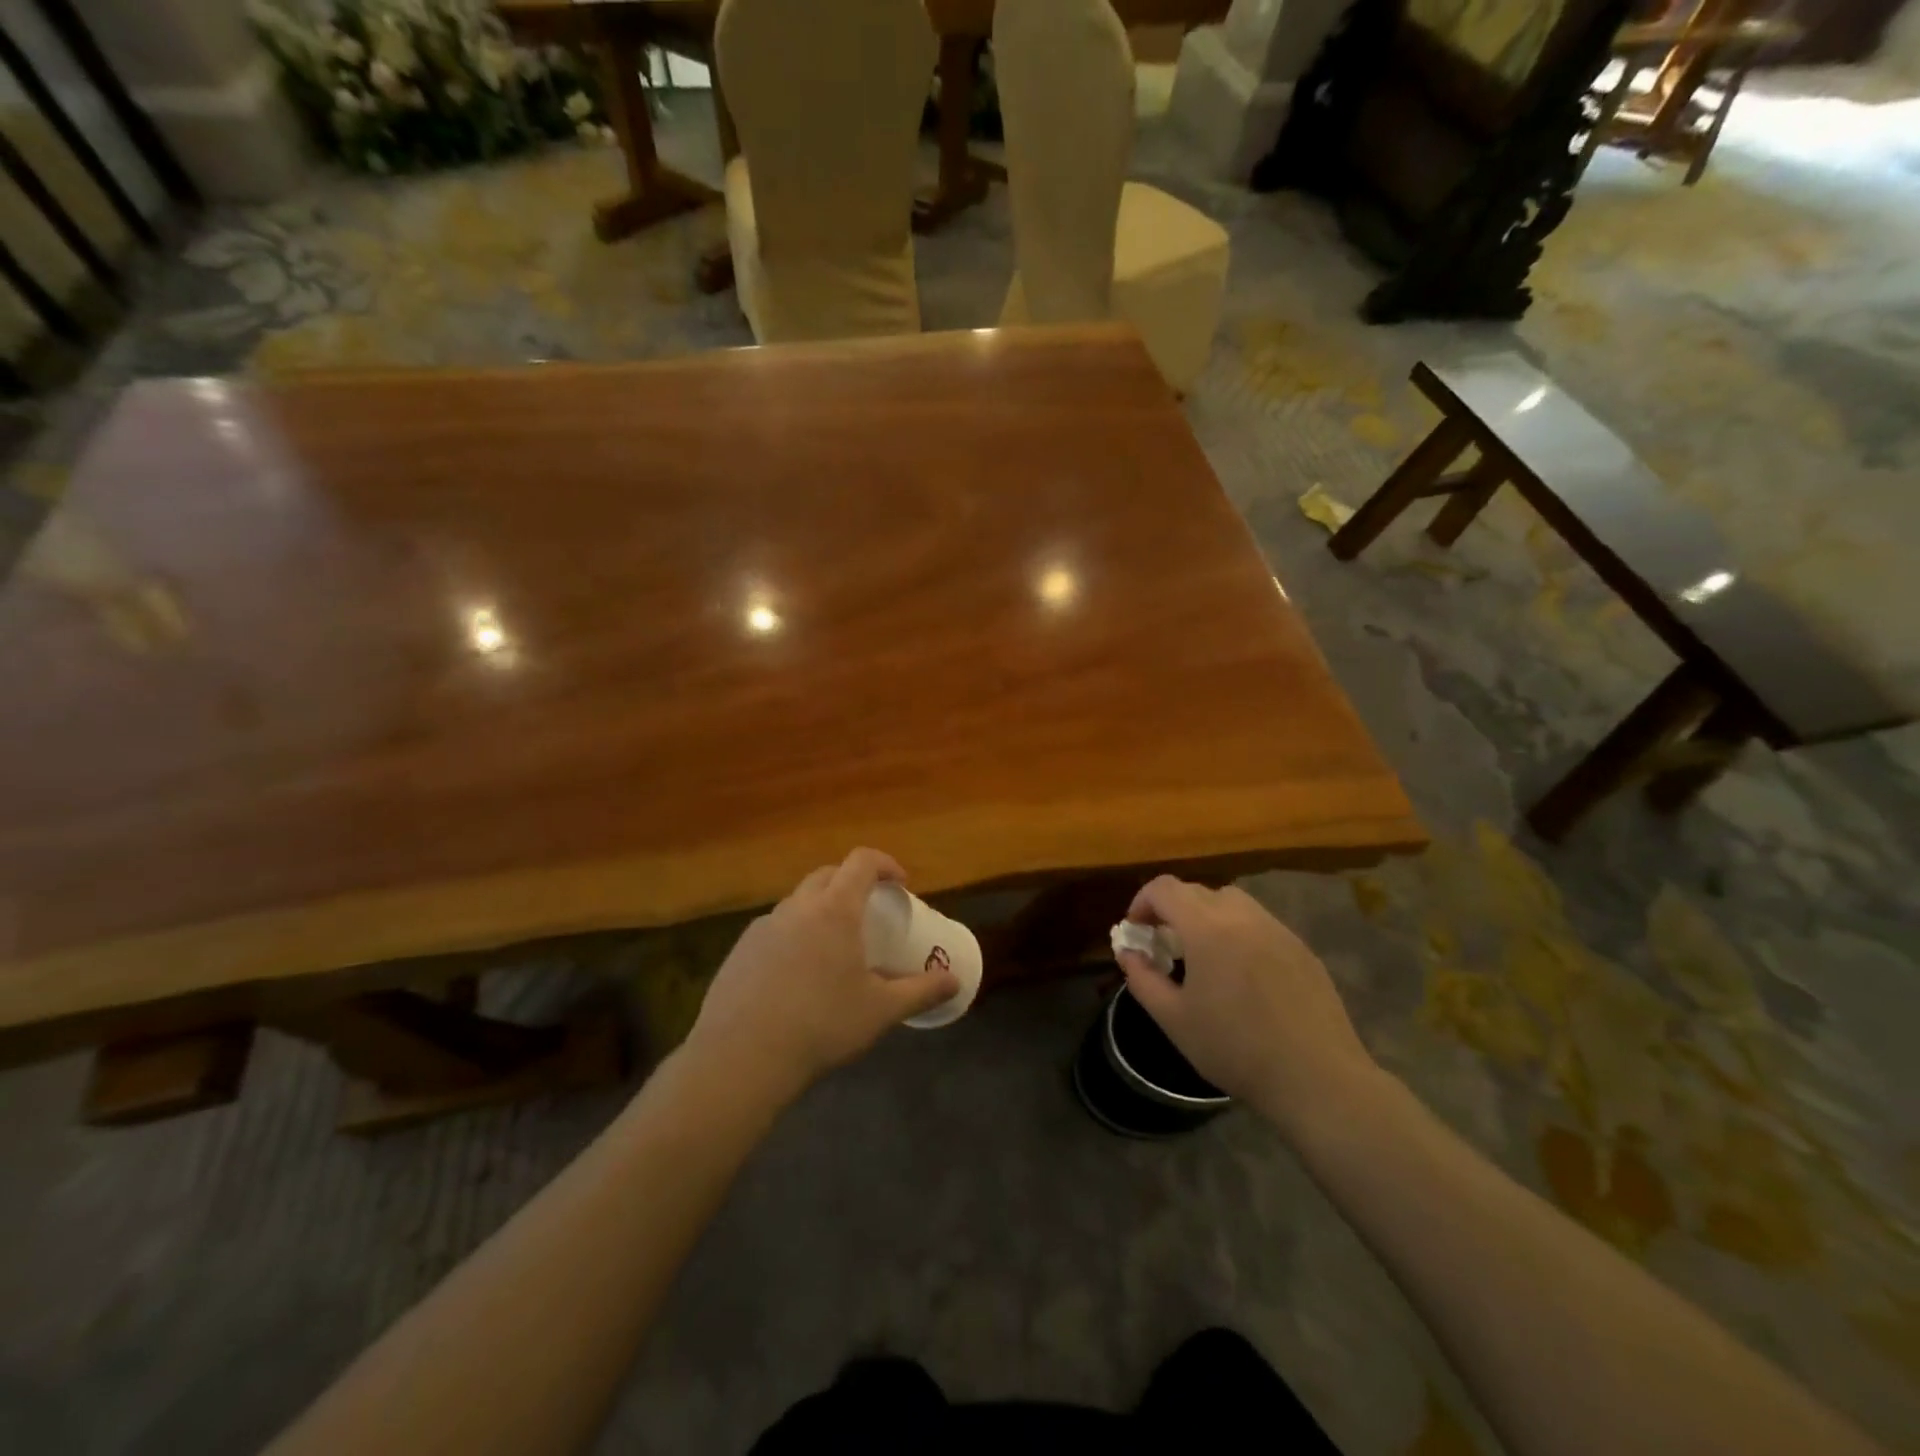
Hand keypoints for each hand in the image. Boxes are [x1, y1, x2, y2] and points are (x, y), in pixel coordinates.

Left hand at [685, 848, 960, 1100]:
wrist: (741, 1058)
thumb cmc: (822, 1026)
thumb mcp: (881, 1010)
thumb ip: (921, 991)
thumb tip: (955, 981)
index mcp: (834, 910)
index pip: (862, 862)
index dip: (885, 864)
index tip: (901, 884)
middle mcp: (797, 908)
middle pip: (827, 875)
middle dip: (852, 882)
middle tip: (869, 911)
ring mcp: (763, 927)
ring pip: (798, 902)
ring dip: (820, 910)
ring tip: (834, 947)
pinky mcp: (739, 951)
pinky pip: (774, 929)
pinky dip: (793, 936)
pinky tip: (797, 976)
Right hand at [1116, 877, 1379, 1138]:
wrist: (1316, 1078)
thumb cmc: (1235, 1049)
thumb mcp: (1174, 1019)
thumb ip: (1142, 978)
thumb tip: (1127, 952)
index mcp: (1207, 928)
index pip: (1164, 888)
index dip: (1142, 901)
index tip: (1137, 930)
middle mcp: (1243, 916)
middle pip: (1197, 891)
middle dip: (1172, 909)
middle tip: (1165, 945)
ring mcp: (1277, 929)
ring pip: (1232, 902)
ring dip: (1207, 916)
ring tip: (1203, 955)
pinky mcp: (1301, 948)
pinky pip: (1259, 923)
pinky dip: (1238, 932)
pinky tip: (1242, 973)